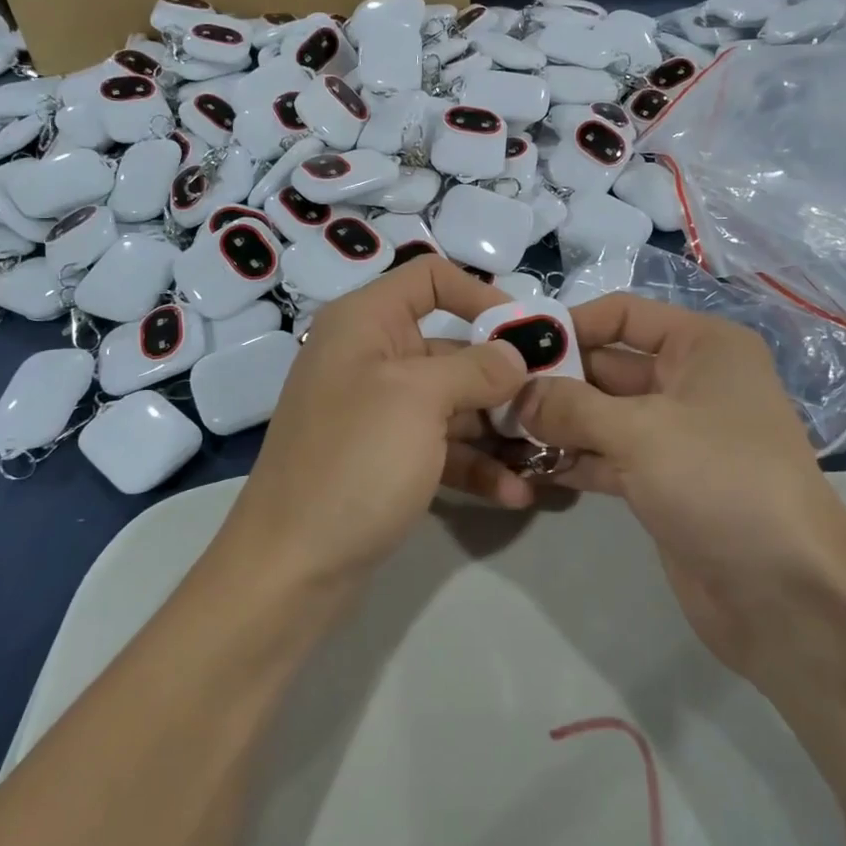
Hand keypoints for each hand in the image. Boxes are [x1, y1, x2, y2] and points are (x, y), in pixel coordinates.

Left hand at [223, 257, 532, 587]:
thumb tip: (515, 354)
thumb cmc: (354, 463)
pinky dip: (476, 465)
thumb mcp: (419, 400)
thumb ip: (475, 367)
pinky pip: (441, 448)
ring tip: (546, 454)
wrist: (292, 568)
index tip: (526, 334)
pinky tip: (517, 493)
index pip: (429, 278)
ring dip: (499, 428)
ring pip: (452, 403)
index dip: (480, 296)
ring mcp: (378, 413)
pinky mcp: (386, 460)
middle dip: (503, 375)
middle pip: (451, 346)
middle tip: (553, 403)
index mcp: (365, 323)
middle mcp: (370, 358)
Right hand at [512, 294, 845, 673]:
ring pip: (602, 415)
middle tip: (494, 394)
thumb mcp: (640, 431)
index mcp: (702, 347)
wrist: (785, 594)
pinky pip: (606, 457)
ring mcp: (675, 435)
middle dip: (554, 379)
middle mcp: (690, 382)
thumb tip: (517, 394)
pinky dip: (571, 459)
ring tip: (497, 430)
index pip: (623, 315)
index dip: (571, 325)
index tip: (514, 346)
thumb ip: (570, 406)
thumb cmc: (720, 481)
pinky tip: (525, 466)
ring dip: (555, 422)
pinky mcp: (662, 482)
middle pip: (607, 366)